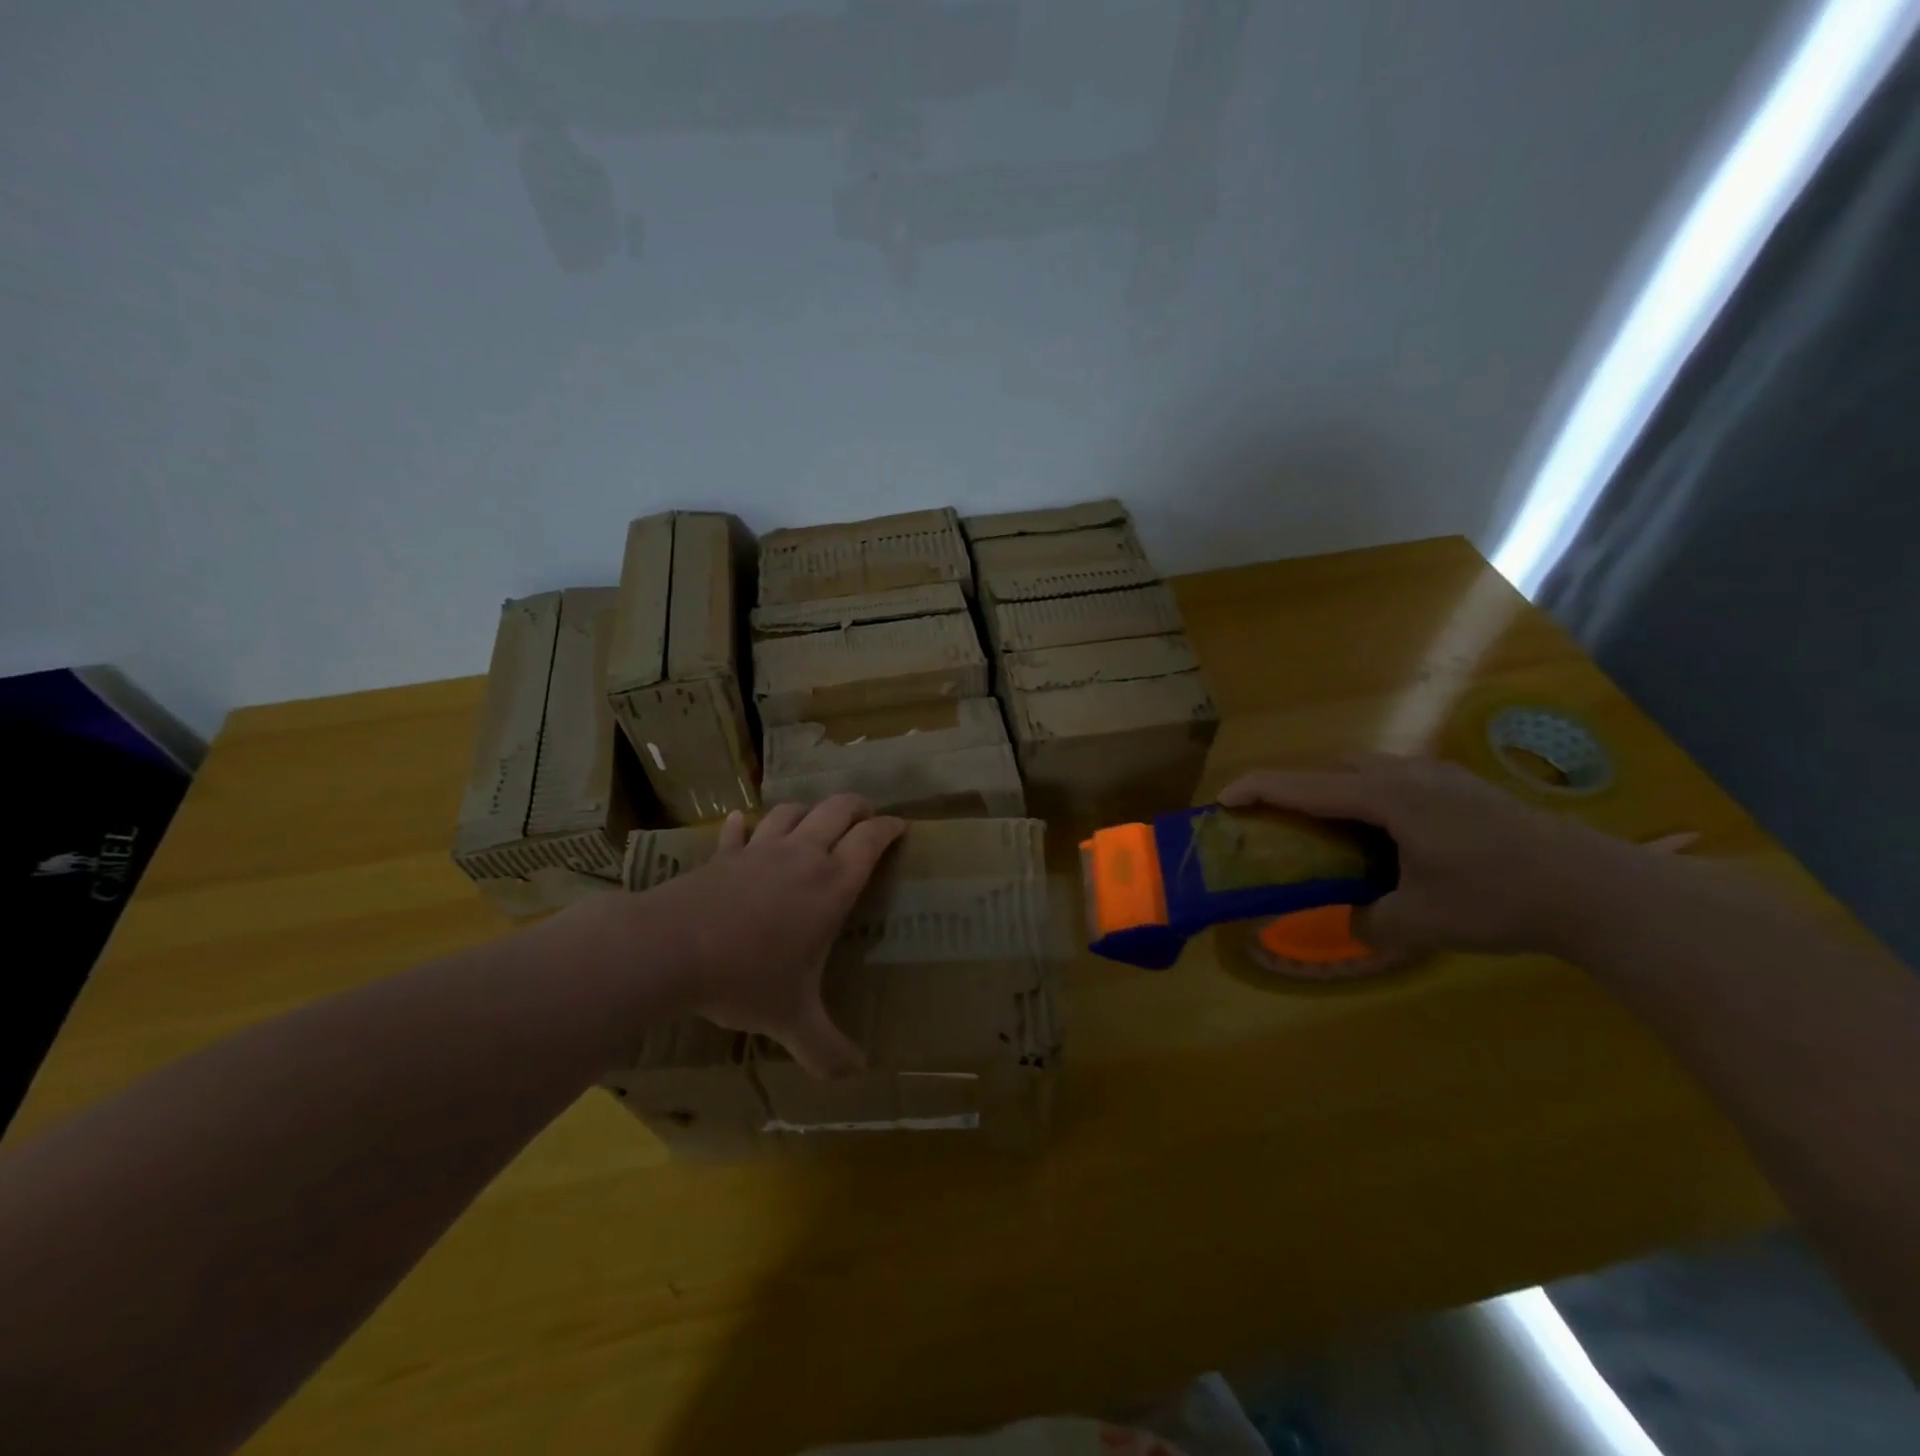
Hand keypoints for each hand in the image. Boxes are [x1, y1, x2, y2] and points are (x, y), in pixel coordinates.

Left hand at [643, 795, 905, 1076]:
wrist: (671, 949)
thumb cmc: (746, 977)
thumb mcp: (792, 1020)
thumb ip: (827, 1049)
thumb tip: (856, 1076)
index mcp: (832, 884)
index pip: (871, 840)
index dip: (890, 828)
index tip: (902, 827)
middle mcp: (803, 856)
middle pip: (838, 810)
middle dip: (858, 806)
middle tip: (867, 816)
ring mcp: (760, 850)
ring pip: (792, 811)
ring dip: (808, 811)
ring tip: (814, 822)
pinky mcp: (724, 855)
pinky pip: (739, 830)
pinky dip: (745, 825)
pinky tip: (742, 825)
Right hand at [1219, 753, 1635, 956]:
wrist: (1597, 888)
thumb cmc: (1498, 898)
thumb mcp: (1423, 922)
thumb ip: (1373, 922)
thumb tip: (1354, 922)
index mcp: (1386, 798)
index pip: (1305, 786)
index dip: (1258, 789)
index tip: (1223, 800)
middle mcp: (1406, 775)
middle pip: (1331, 767)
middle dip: (1292, 784)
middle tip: (1270, 814)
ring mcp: (1439, 776)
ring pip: (1365, 768)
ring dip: (1331, 787)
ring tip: (1320, 822)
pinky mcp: (1462, 787)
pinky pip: (1394, 778)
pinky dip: (1366, 794)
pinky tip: (1380, 828)